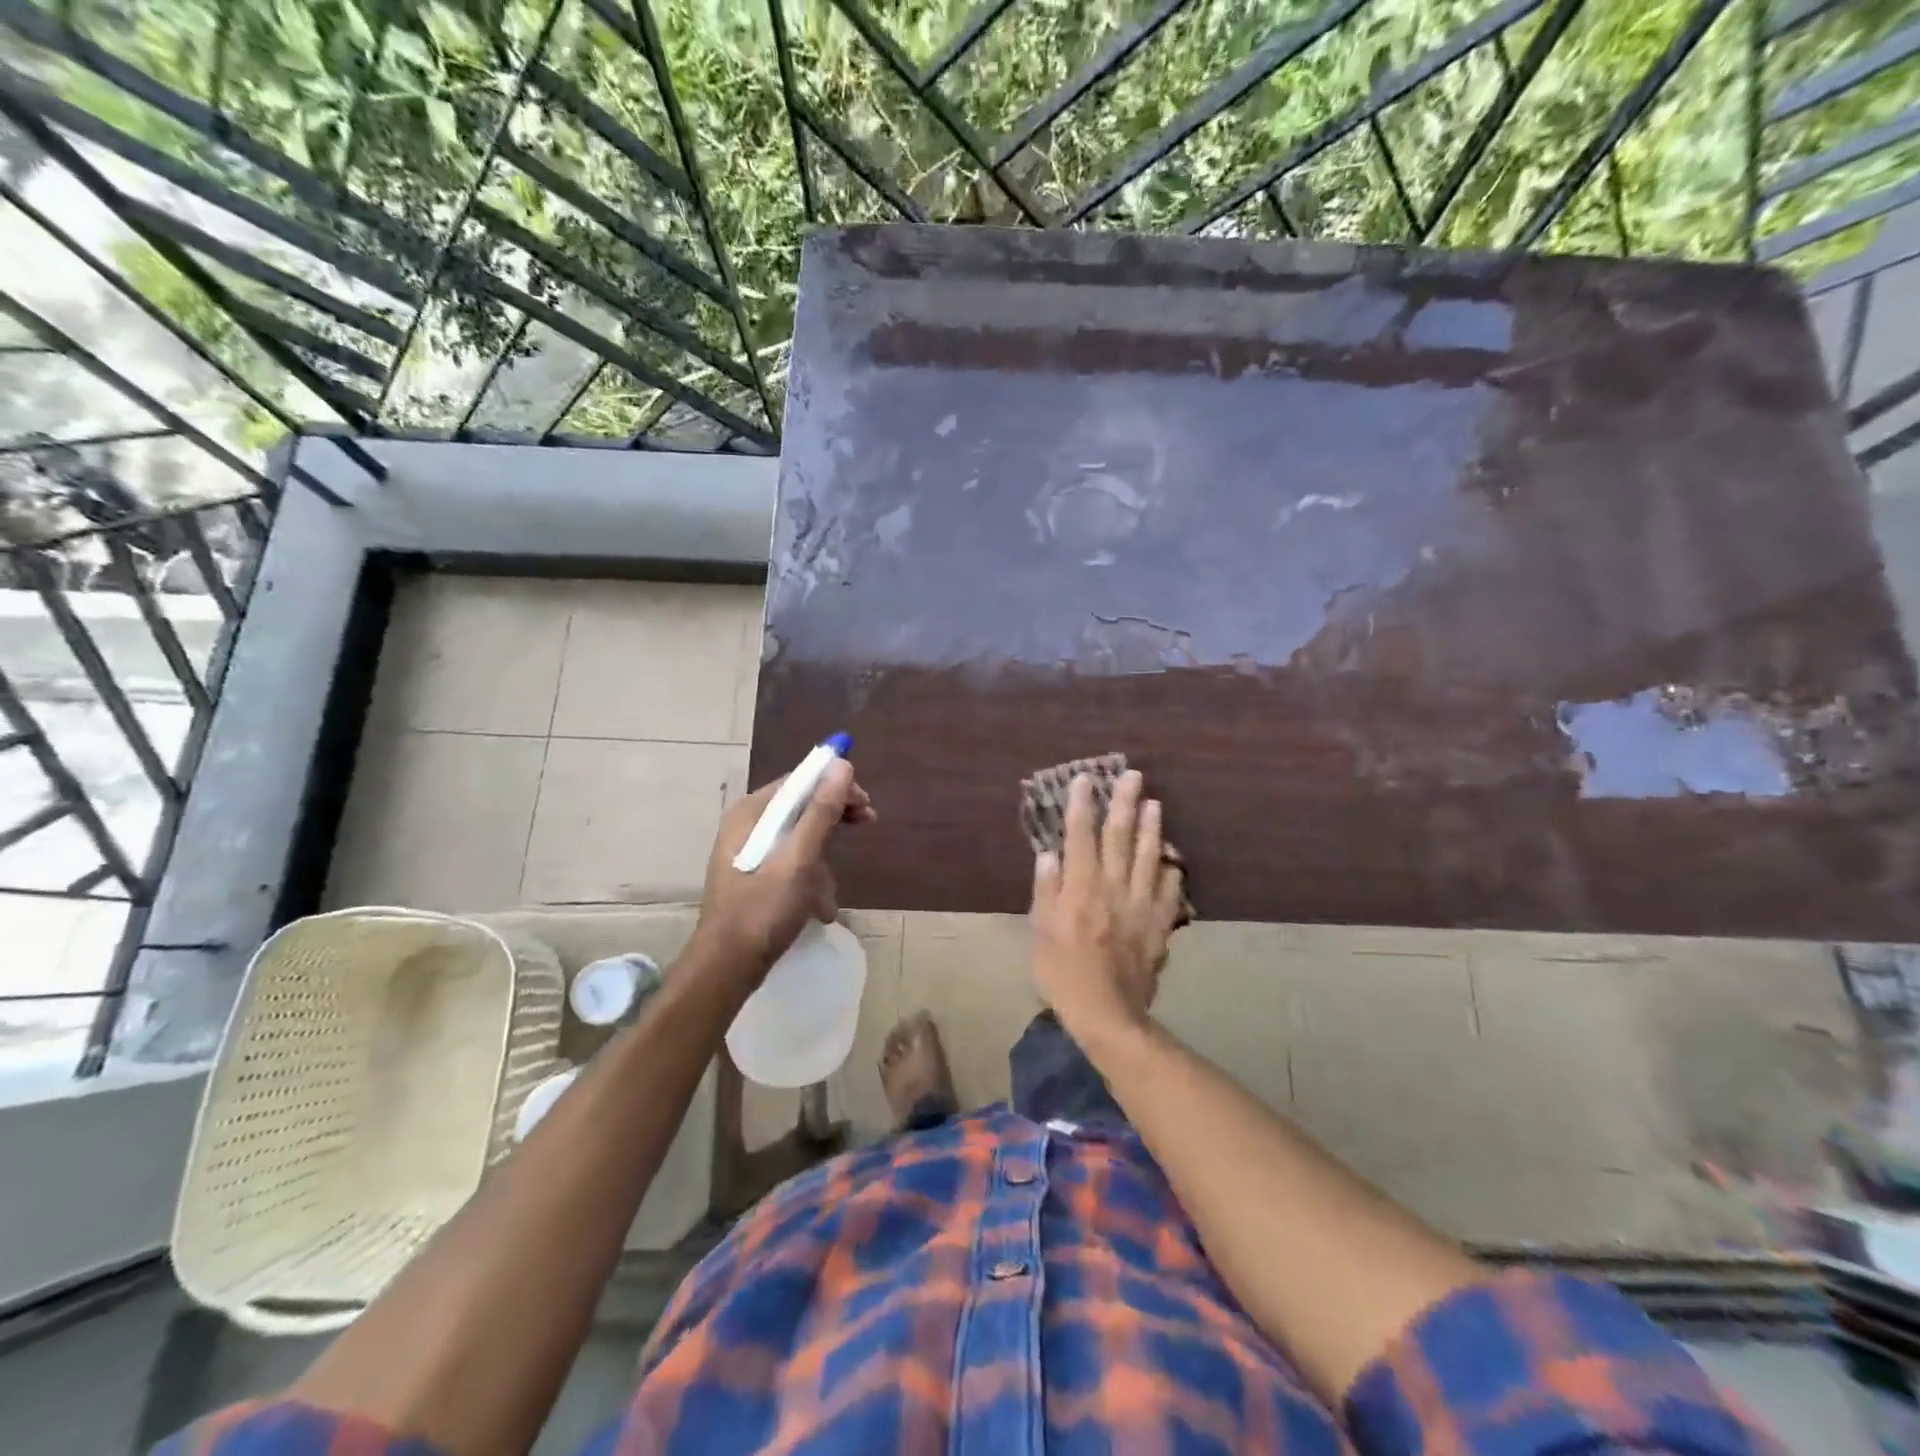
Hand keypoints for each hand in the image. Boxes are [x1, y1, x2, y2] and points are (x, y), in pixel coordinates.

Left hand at [691, 759, 874, 980]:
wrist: (726, 969)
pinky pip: (791, 865)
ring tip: (829, 896)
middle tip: (867, 823)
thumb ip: (821, 812)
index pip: (799, 781)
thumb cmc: (762, 911)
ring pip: (800, 841)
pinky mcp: (755, 879)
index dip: (835, 785)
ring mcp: (749, 854)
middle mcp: (747, 827)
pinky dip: (810, 881)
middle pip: (801, 808)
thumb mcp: (799, 860)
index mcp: (750, 814)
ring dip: (822, 864)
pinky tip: (819, 909)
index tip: (865, 802)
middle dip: (833, 821)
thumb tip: (842, 764)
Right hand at [1030, 770, 1185, 1040]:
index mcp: (1081, 886)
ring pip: (1149, 858)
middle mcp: (1114, 887)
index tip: (1085, 779)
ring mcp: (1141, 905)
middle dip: (1125, 803)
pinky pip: (1170, 893)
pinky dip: (1171, 873)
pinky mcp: (1159, 926)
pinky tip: (1173, 861)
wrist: (1106, 1012)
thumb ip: (1046, 889)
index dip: (1082, 804)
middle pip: (1121, 837)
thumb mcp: (1041, 931)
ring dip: (1153, 828)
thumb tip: (1049, 853)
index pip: (1081, 835)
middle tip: (1134, 776)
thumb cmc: (1063, 972)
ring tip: (1156, 804)